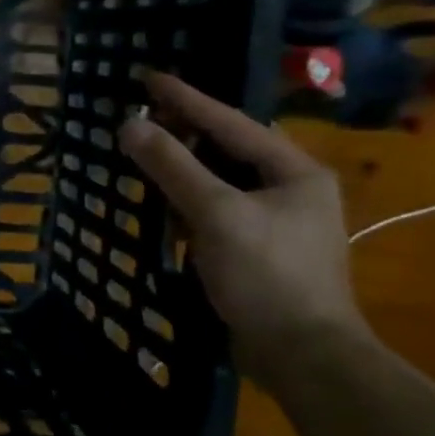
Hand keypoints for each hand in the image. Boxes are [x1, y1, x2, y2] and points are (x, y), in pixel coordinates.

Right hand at [119, 72, 365, 386]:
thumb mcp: (215, 214)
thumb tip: (130, 125)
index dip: (186, 99)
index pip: (231, 122)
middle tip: (140, 120)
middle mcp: (291, 189)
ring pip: (220, 182)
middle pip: (227, 149)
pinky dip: (189, 205)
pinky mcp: (259, 250)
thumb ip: (172, 166)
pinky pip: (217, 211)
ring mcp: (277, 222)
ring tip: (145, 158)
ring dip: (183, 172)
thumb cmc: (266, 275)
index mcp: (294, 172)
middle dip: (183, 135)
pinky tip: (164, 208)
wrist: (303, 357)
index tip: (148, 78)